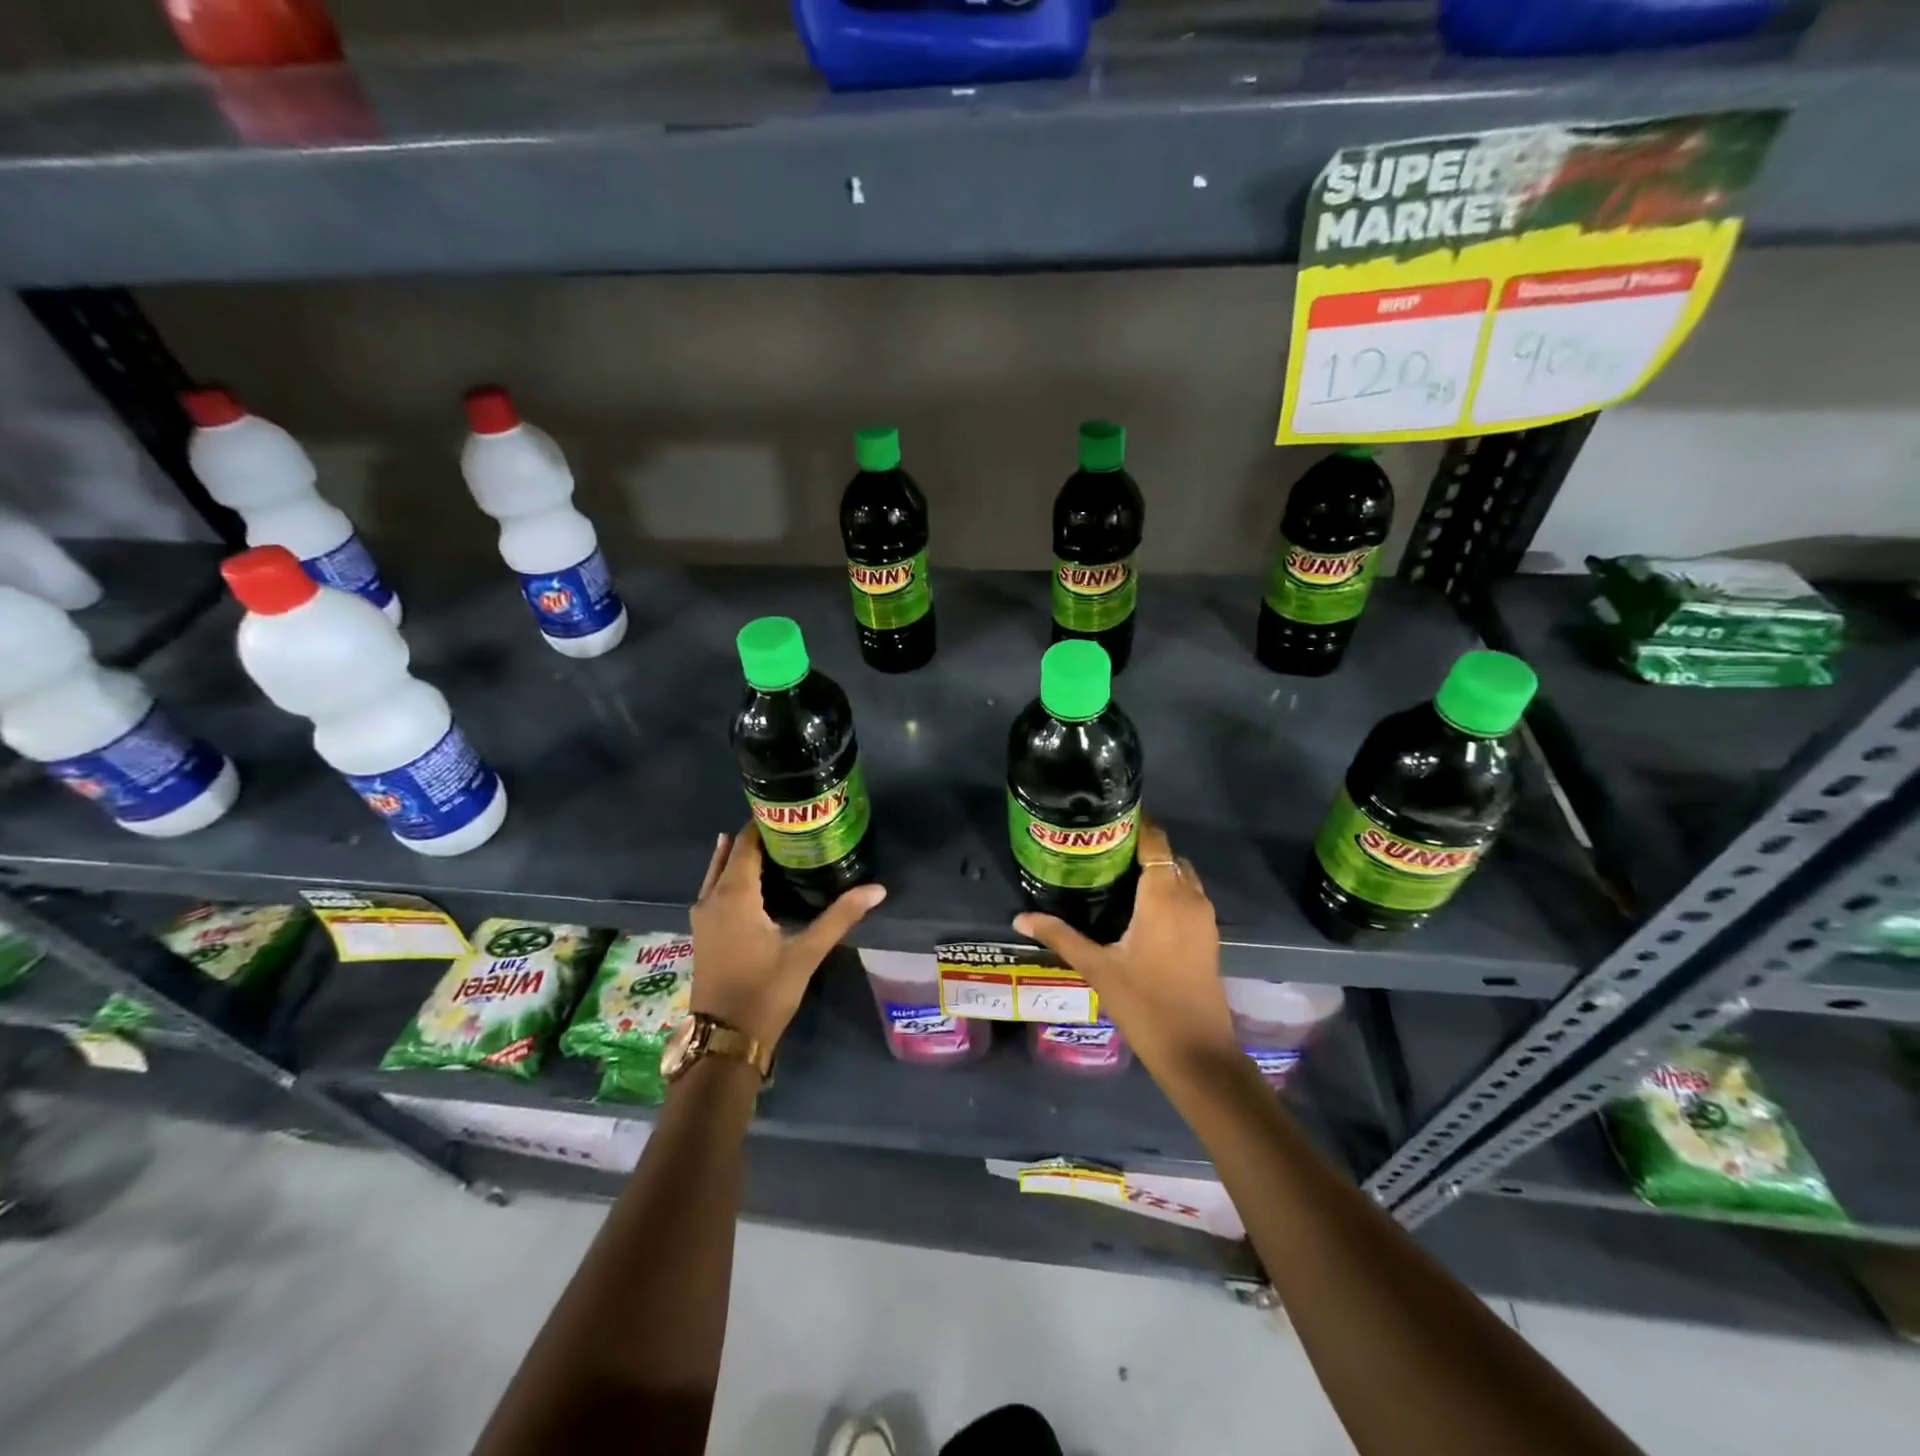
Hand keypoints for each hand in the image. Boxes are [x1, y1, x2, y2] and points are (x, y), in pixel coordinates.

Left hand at [688, 823, 885, 1051]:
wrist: (725, 1039)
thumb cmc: (765, 991)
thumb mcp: (806, 953)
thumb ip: (840, 917)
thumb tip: (877, 889)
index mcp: (734, 896)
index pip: (745, 845)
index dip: (763, 824)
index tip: (789, 810)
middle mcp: (712, 899)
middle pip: (730, 854)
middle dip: (755, 838)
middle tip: (789, 826)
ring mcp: (703, 917)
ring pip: (718, 872)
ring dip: (741, 856)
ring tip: (774, 844)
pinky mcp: (703, 933)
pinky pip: (715, 889)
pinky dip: (732, 876)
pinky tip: (755, 882)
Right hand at [1013, 819, 1238, 1077]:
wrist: (1197, 1052)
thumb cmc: (1145, 1004)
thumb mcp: (1097, 968)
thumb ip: (1059, 936)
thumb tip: (1020, 918)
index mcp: (1164, 895)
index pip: (1154, 840)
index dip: (1135, 824)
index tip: (1105, 818)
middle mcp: (1190, 896)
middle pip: (1167, 854)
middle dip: (1140, 846)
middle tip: (1101, 848)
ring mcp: (1204, 916)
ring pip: (1181, 875)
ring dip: (1156, 868)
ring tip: (1116, 872)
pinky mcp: (1209, 935)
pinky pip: (1189, 895)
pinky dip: (1168, 888)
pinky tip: (1138, 906)